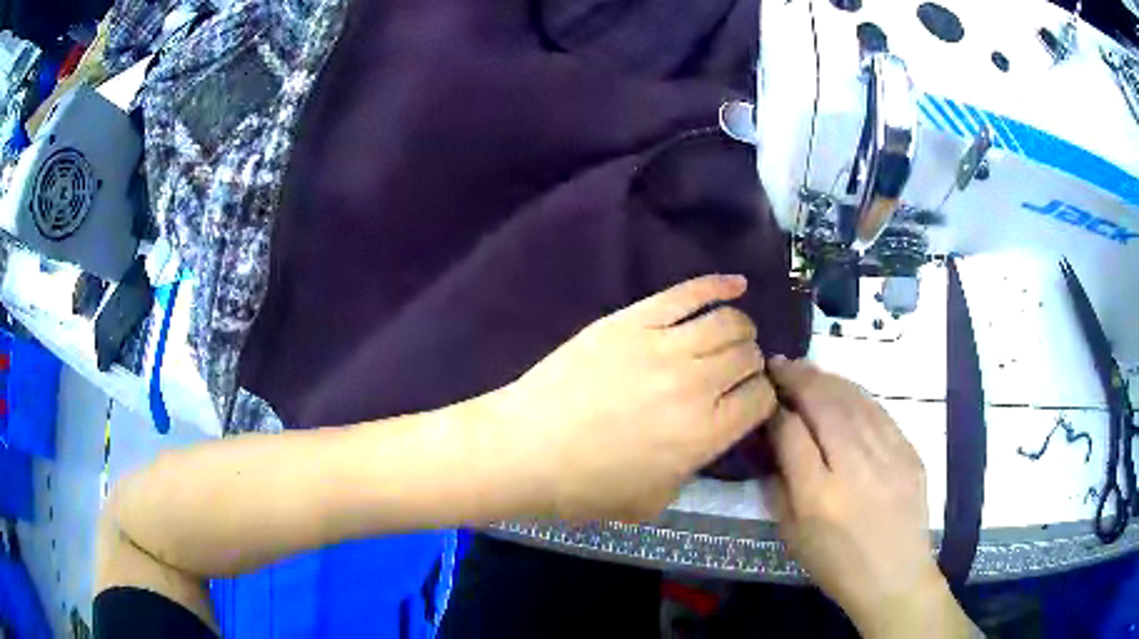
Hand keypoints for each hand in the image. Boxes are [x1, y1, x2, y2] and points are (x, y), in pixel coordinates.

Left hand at [495, 275, 777, 521]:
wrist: (525, 449)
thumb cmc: (584, 487)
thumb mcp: (653, 501)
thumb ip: (691, 469)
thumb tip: (706, 436)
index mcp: (705, 435)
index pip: (760, 400)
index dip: (759, 400)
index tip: (747, 402)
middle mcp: (696, 385)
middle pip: (749, 358)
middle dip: (750, 366)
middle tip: (732, 373)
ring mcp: (664, 346)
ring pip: (729, 322)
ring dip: (740, 329)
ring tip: (732, 336)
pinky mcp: (632, 320)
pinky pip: (688, 293)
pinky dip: (719, 284)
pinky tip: (735, 284)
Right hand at [765, 358, 971, 637]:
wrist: (895, 576)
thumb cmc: (837, 565)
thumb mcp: (793, 537)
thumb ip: (779, 488)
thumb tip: (774, 445)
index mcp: (818, 497)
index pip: (791, 433)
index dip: (775, 409)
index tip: (765, 396)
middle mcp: (853, 468)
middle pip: (823, 405)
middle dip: (798, 379)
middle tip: (780, 365)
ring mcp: (887, 455)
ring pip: (853, 400)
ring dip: (826, 379)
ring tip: (806, 369)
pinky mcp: (909, 451)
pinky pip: (878, 411)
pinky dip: (855, 394)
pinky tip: (842, 388)